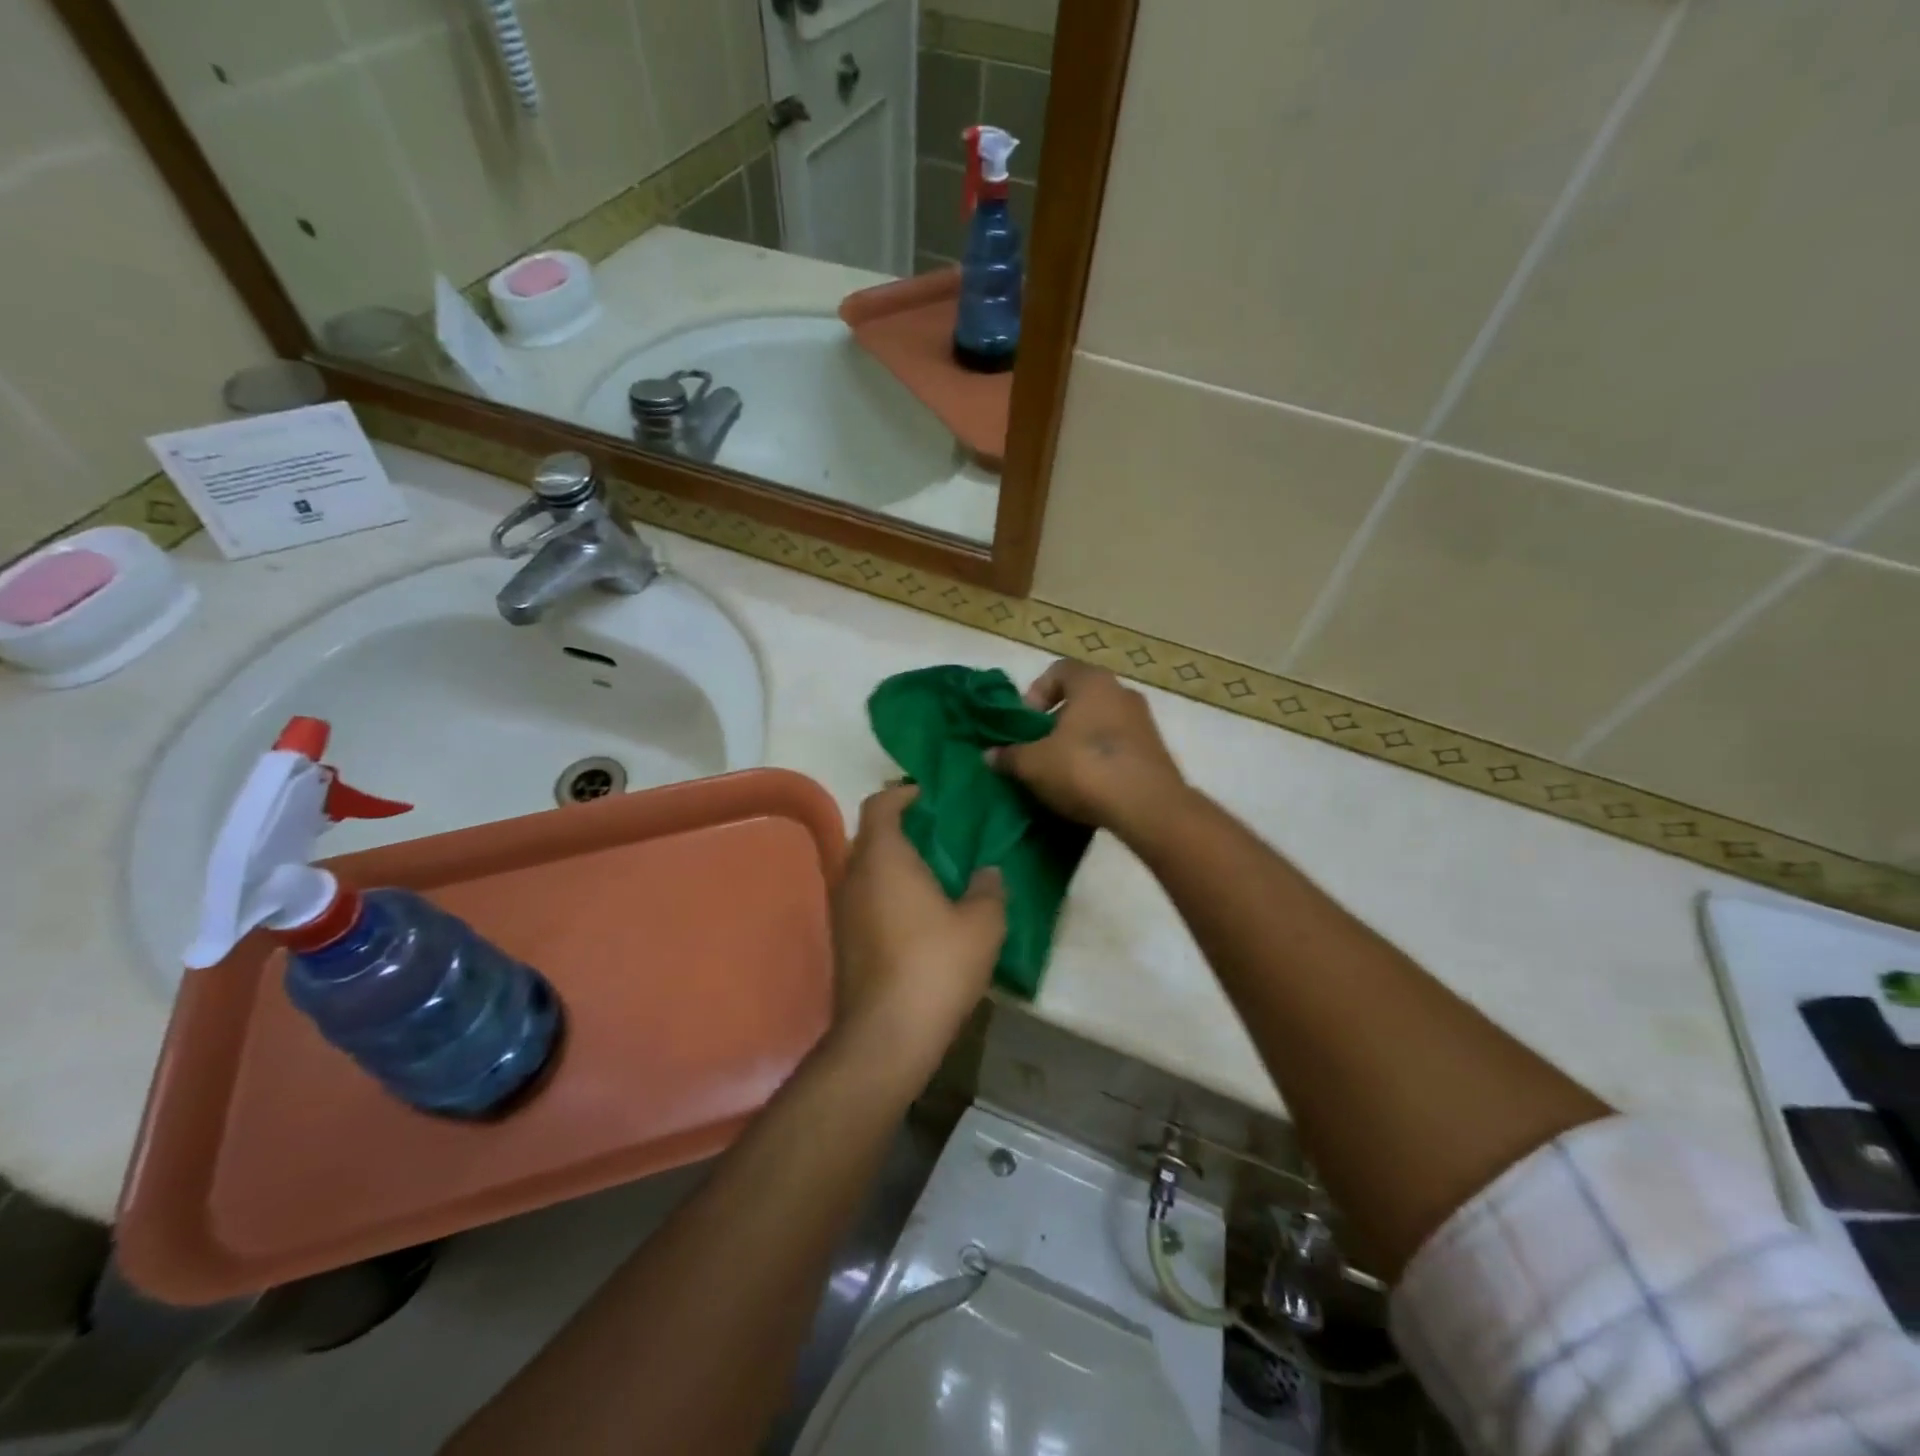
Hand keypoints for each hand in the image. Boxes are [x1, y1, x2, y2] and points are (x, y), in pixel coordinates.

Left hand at [828, 786, 1006, 1073]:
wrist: (886, 1036)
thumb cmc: (935, 965)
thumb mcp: (982, 924)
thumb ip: (988, 889)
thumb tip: (988, 872)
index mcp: (883, 857)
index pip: (880, 804)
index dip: (903, 793)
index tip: (929, 796)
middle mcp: (853, 875)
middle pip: (871, 836)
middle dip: (903, 830)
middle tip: (942, 837)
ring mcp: (842, 910)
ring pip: (867, 870)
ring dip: (895, 866)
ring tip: (935, 876)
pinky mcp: (842, 941)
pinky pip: (865, 900)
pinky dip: (887, 894)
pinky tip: (918, 916)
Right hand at [993, 660, 1186, 837]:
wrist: (1148, 807)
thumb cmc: (1084, 769)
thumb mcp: (1033, 764)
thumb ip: (1009, 756)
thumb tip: (990, 755)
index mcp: (1092, 682)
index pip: (1058, 671)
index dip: (1036, 693)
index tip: (1026, 724)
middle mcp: (1122, 693)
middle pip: (1080, 699)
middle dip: (1056, 723)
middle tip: (1038, 750)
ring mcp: (1144, 723)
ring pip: (1100, 724)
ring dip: (1078, 744)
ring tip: (1061, 774)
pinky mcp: (1155, 752)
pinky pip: (1118, 748)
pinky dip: (1100, 761)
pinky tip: (1088, 788)